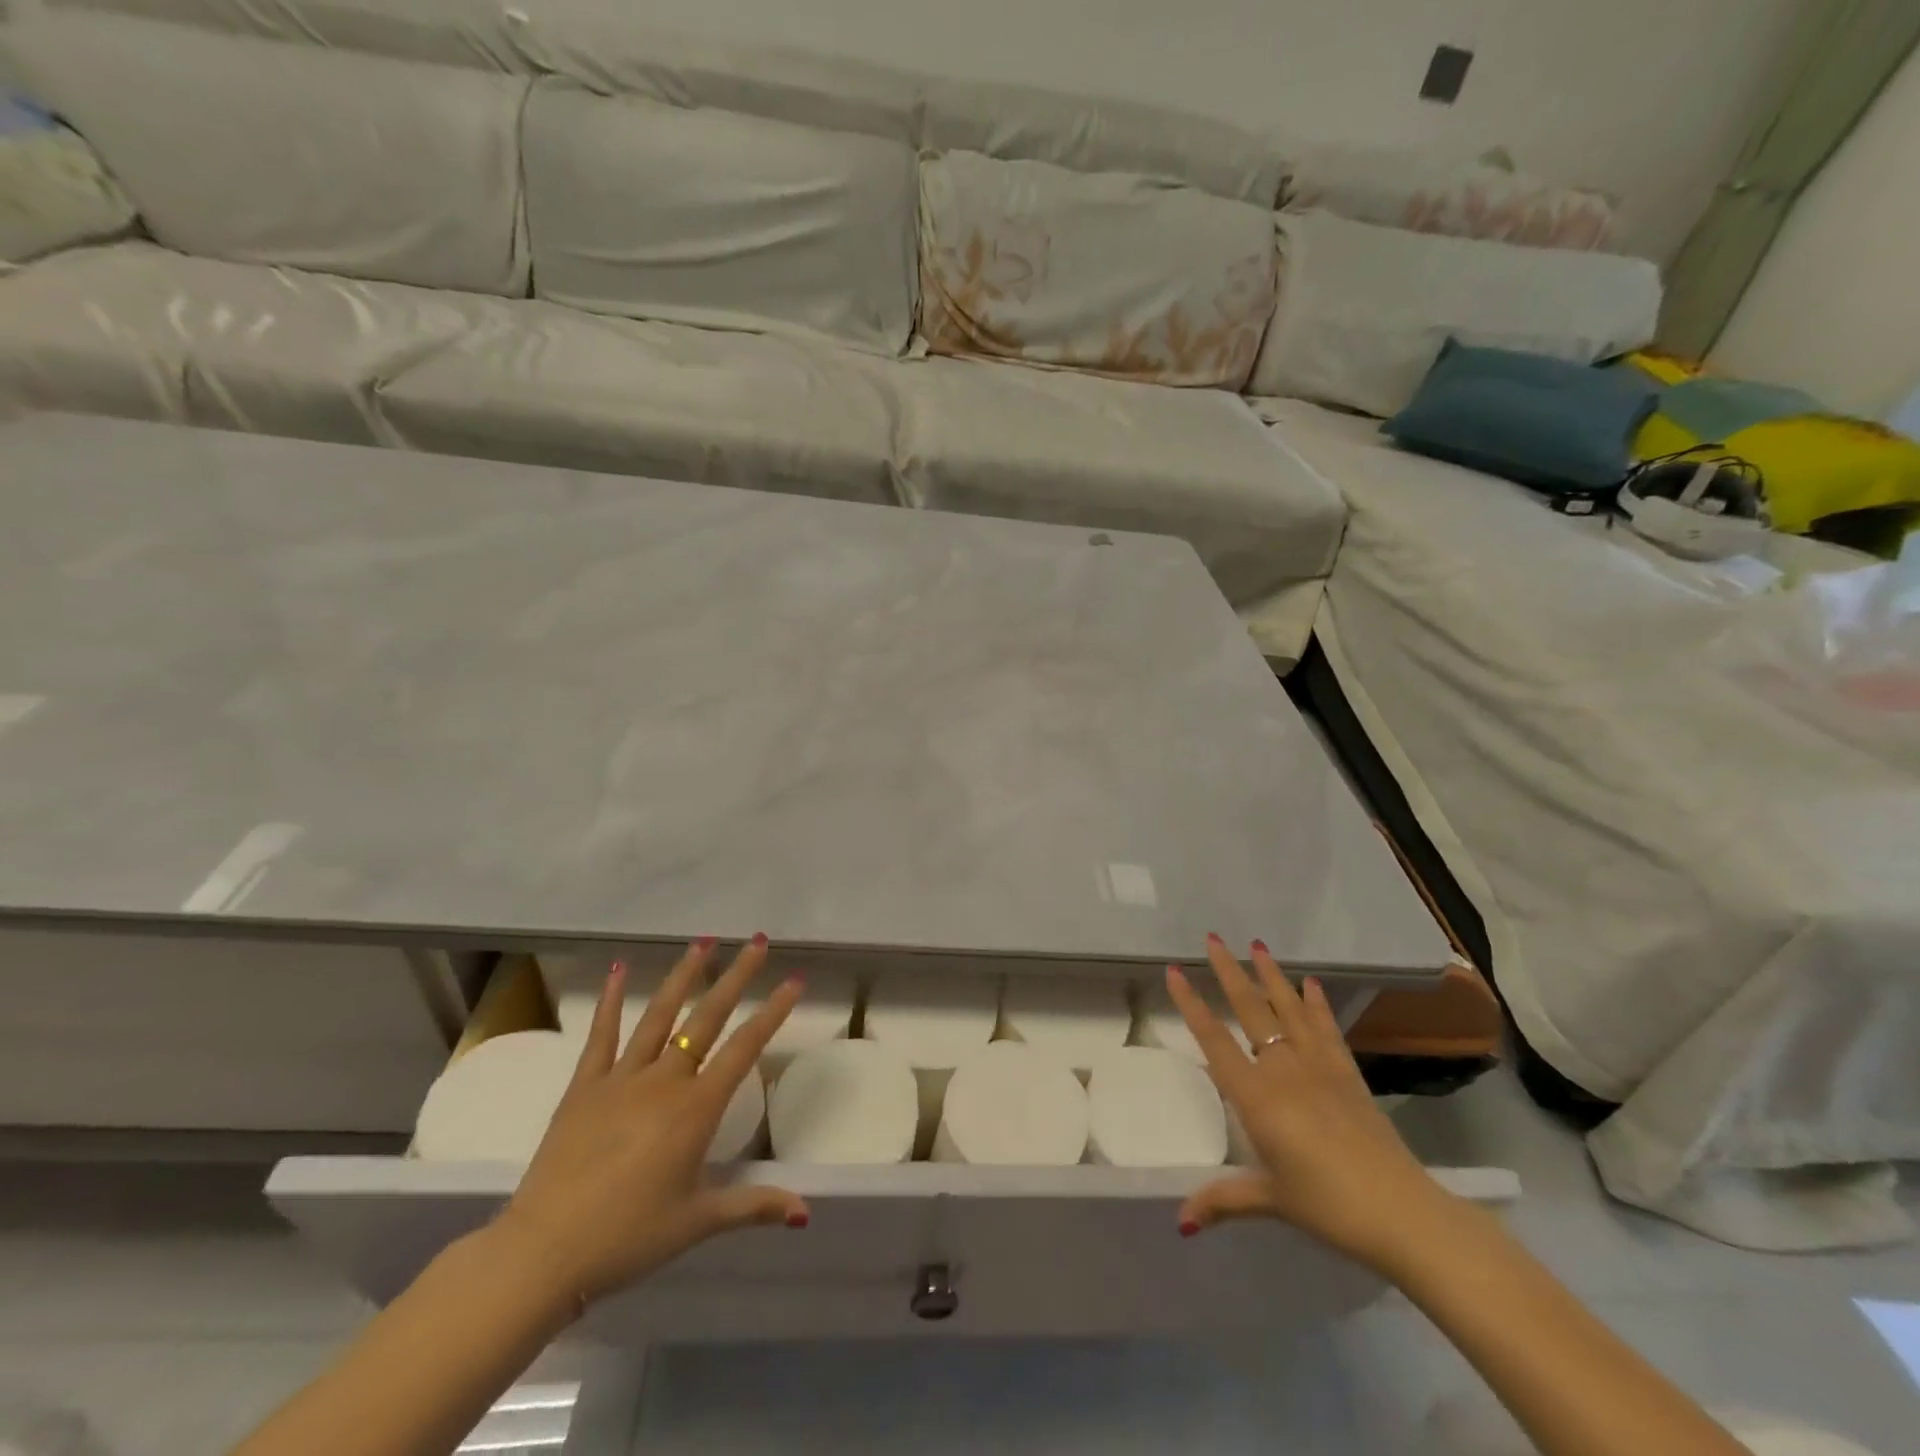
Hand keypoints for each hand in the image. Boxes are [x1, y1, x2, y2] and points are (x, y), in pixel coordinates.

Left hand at [492, 939, 807, 1307]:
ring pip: (660, 1016)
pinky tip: (619, 969)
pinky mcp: (584, 1087)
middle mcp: (664, 1081)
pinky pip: (601, 1036)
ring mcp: (621, 1078)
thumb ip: (753, 1206)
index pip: (745, 1048)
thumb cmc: (628, 1238)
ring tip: (704, 942)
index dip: (773, 1012)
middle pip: (708, 1018)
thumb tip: (806, 1211)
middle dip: (737, 977)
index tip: (794, 980)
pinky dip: (610, 1001)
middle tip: (758, 942)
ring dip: (684, 976)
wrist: (542, 1253)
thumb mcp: (697, 1222)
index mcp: (696, 1109)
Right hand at [1166, 937, 1455, 1272]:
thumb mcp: (1271, 1200)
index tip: (1174, 971)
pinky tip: (1310, 984)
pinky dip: (1316, 1004)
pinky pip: (1327, 1030)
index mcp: (1257, 1097)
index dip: (1191, 1005)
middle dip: (1228, 973)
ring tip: (1257, 945)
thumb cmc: (1328, 1206)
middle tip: (1213, 939)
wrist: (1403, 1213)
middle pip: (1250, 1011)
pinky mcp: (1348, 1075)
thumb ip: (1224, 1200)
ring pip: (1288, 1010)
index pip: (1214, 1041)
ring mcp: (1319, 1068)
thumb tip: (1180, 1222)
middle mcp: (1283, 1070)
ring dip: (1270, 976)